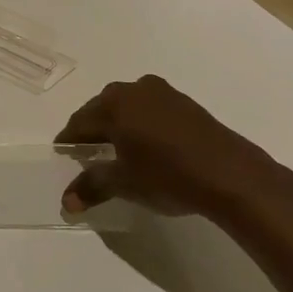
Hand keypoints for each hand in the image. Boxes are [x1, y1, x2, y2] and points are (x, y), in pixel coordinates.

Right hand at [55, 75, 291, 220]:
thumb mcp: (124, 183)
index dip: (69, 140)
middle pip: (102, 109)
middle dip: (92, 129)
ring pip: (127, 106)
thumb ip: (92, 186)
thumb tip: (66, 202)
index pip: (79, 122)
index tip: (62, 154)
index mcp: (114, 105)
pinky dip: (140, 123)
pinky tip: (145, 144)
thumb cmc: (167, 176)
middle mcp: (135, 90)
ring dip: (117, 124)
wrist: (230, 174)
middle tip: (86, 152)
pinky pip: (149, 109)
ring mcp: (163, 93)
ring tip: (116, 149)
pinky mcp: (185, 103)